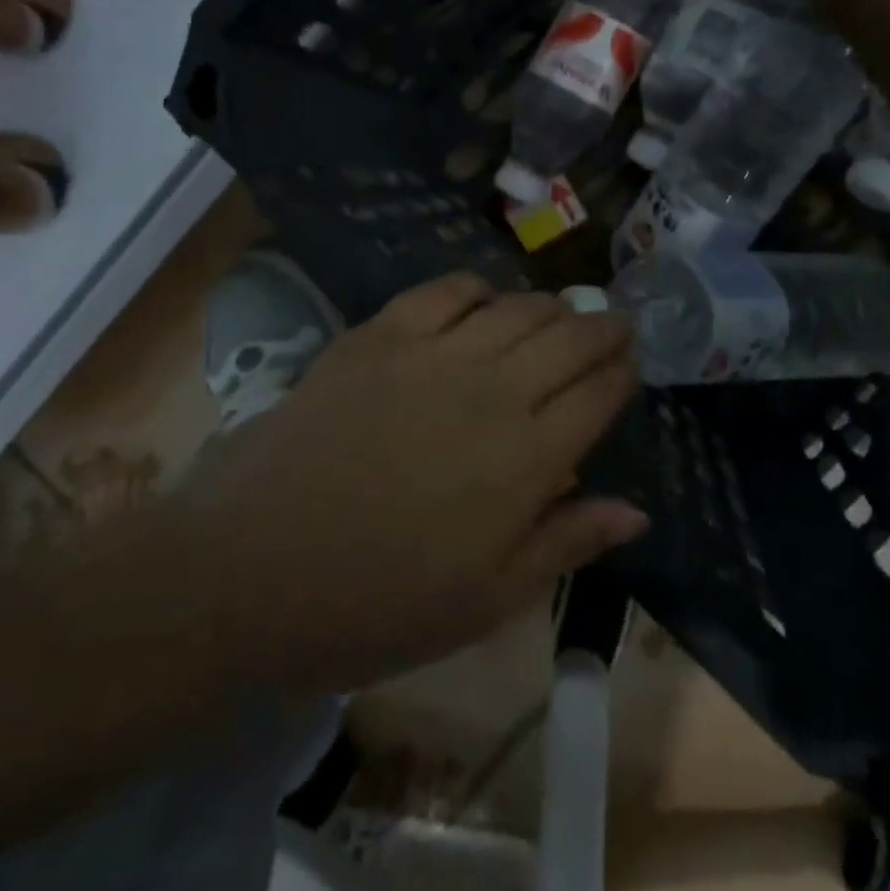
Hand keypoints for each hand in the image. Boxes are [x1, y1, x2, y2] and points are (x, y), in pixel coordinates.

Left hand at [176, 273, 645, 694]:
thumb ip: (567, 544)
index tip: (630, 365)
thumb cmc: (378, 603)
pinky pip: (445, 291)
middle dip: (602, 327)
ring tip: (559, 311)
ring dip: (549, 305)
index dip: (622, 373)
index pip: (598, 395)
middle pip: (568, 337)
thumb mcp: (487, 599)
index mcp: (527, 460)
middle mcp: (493, 391)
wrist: (253, 569)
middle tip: (613, 325)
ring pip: (516, 307)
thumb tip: (636, 511)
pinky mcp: (380, 334)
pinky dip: (477, 288)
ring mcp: (434, 354)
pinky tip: (484, 300)